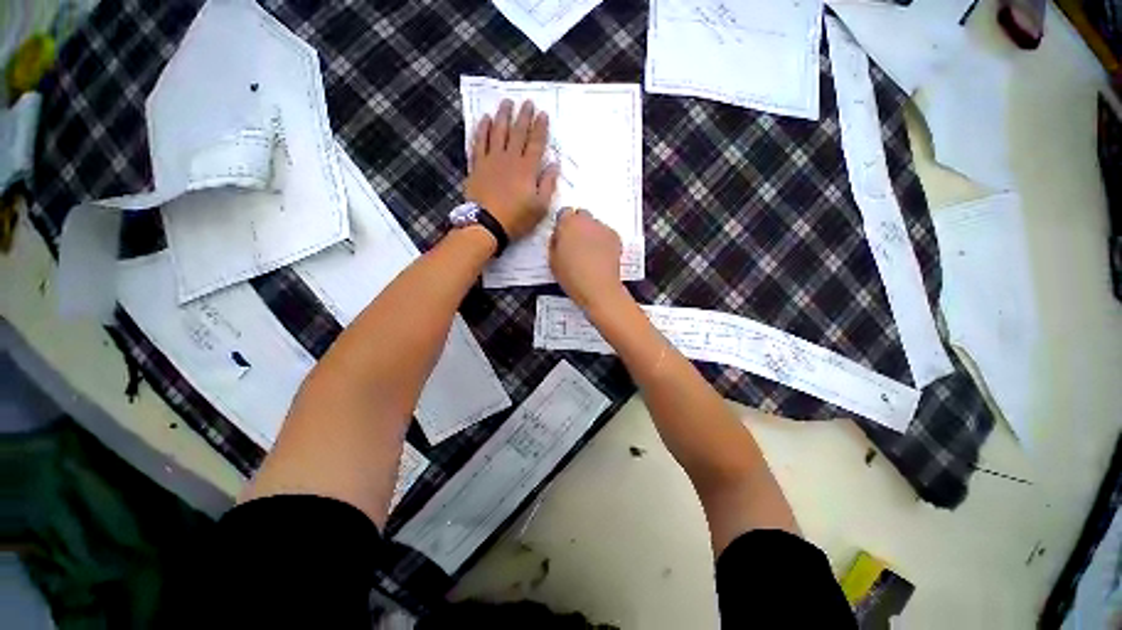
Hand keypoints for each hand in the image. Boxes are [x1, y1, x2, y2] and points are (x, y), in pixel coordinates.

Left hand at [464, 99, 559, 240]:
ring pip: (498, 132)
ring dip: (503, 116)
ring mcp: (491, 160)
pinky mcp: (477, 165)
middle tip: (527, 102)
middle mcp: (510, 159)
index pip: (536, 143)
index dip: (540, 128)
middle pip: (518, 133)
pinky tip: (485, 119)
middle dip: (524, 116)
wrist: (486, 224)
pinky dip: (482, 129)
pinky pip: (479, 142)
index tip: (543, 113)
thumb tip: (554, 164)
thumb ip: (548, 185)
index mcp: (527, 169)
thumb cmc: (516, 218)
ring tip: (507, 102)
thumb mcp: (540, 207)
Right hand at [549, 208, 628, 312]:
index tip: (562, 235)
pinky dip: (603, 241)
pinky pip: (606, 234)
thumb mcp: (552, 260)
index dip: (563, 224)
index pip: (564, 213)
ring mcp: (603, 228)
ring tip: (588, 253)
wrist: (598, 287)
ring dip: (591, 233)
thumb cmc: (573, 276)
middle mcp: (587, 220)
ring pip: (595, 225)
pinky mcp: (615, 237)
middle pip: (581, 215)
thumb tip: (558, 238)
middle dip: (578, 226)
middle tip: (575, 243)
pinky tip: (599, 256)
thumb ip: (554, 243)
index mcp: (568, 223)